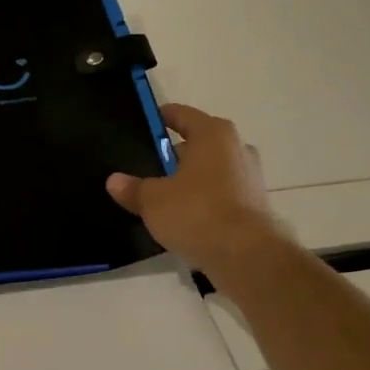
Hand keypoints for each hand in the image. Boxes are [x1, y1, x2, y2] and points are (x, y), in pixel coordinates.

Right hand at [106, 104, 290, 275]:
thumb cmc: (196, 212)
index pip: (182, 114)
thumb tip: (114, 181)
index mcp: (213, 133)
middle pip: (199, 143)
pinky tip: (187, 217)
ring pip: (212, 170)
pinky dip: (206, 200)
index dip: (161, 118)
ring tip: (165, 196)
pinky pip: (222, 193)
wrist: (245, 255)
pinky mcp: (255, 204)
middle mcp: (237, 147)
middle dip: (175, 155)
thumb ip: (133, 188)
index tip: (144, 126)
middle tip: (149, 168)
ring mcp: (250, 176)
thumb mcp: (153, 201)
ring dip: (192, 179)